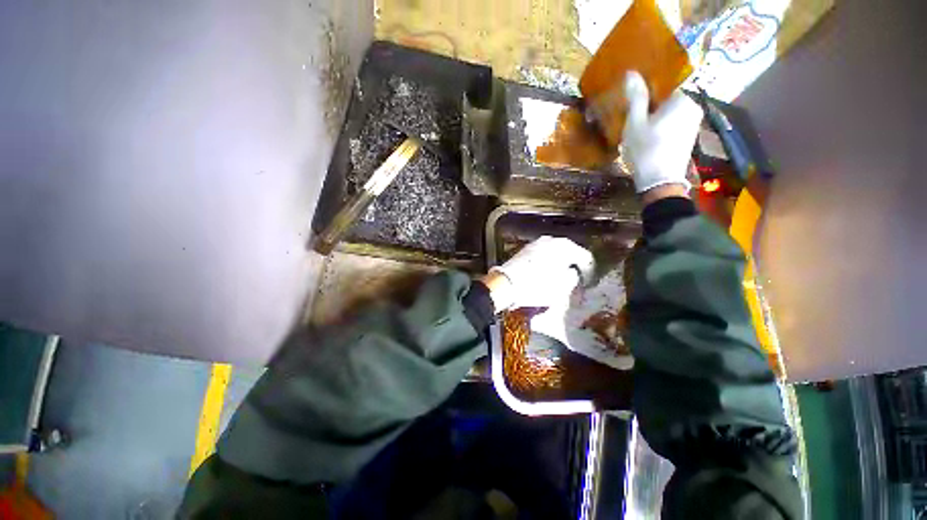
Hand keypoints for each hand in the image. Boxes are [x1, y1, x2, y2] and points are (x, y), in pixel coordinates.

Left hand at [483, 236, 593, 311]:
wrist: (506, 284)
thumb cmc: (536, 287)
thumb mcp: (561, 288)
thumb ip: (572, 278)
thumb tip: (572, 273)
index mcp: (564, 247)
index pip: (584, 256)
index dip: (589, 270)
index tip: (588, 280)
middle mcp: (551, 241)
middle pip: (568, 251)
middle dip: (572, 262)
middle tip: (575, 275)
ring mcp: (536, 243)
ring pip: (554, 251)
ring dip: (559, 261)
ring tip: (560, 274)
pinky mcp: (525, 249)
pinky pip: (542, 254)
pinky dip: (547, 261)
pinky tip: (545, 271)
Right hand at [621, 71, 703, 194]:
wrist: (660, 182)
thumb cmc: (646, 150)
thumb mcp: (635, 123)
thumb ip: (636, 97)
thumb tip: (631, 73)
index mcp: (682, 99)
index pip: (664, 84)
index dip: (647, 90)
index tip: (632, 100)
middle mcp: (693, 106)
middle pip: (668, 98)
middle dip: (651, 104)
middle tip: (632, 115)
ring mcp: (694, 122)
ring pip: (671, 111)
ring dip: (655, 115)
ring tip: (639, 126)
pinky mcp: (690, 135)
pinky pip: (674, 121)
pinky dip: (662, 124)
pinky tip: (650, 136)